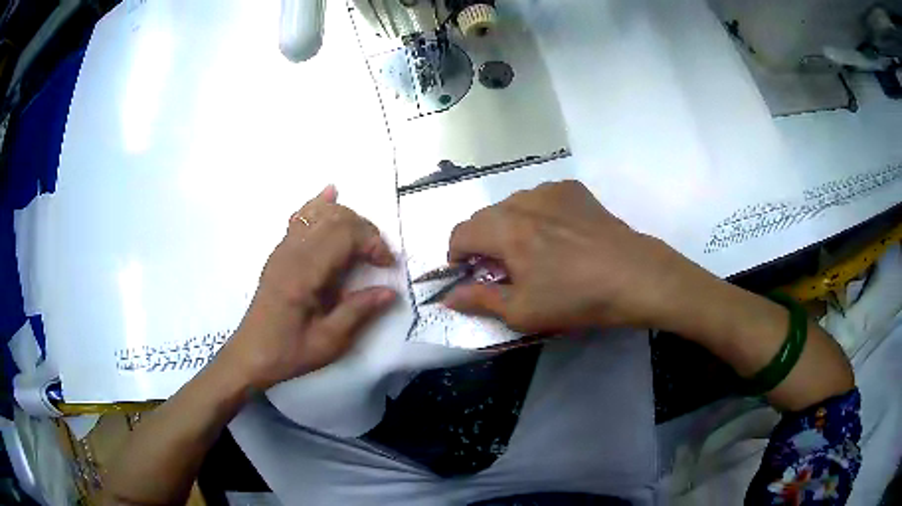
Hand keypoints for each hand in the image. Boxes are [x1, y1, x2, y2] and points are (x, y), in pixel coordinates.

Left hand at [218, 185, 396, 390]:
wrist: (251, 353)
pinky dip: (318, 205)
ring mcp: (283, 249)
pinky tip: (330, 194)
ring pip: (319, 213)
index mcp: (304, 274)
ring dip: (348, 218)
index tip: (387, 265)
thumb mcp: (329, 342)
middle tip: (378, 256)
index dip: (372, 243)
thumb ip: (358, 311)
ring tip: (364, 238)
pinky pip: (301, 217)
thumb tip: (390, 291)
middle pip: (334, 218)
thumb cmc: (289, 352)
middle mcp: (292, 253)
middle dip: (365, 230)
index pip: (344, 235)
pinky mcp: (279, 252)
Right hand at [444, 181, 705, 332]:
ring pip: (512, 205)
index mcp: (505, 230)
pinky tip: (556, 234)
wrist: (633, 276)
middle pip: (485, 217)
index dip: (456, 255)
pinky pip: (540, 198)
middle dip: (482, 242)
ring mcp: (550, 191)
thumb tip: (449, 297)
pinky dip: (536, 214)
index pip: (461, 232)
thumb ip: (479, 301)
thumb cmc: (576, 298)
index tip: (468, 273)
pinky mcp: (572, 189)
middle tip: (501, 267)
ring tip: (532, 250)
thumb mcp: (523, 311)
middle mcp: (522, 201)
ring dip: (509, 226)